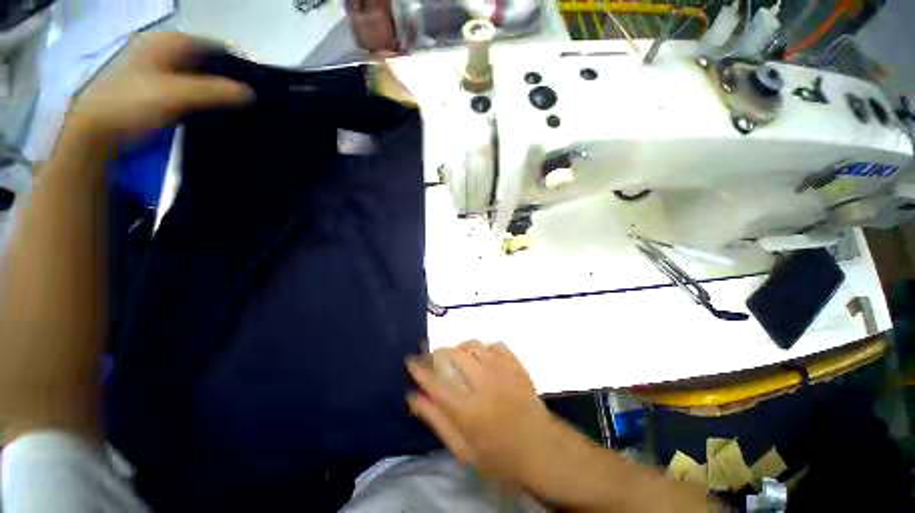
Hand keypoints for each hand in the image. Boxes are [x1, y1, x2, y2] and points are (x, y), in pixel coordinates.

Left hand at [68, 32, 251, 144]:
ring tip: (235, 109)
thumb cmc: (133, 104)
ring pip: (197, 77)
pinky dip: (202, 100)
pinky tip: (212, 113)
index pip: (213, 46)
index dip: (235, 63)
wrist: (97, 129)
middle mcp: (163, 52)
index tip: (255, 85)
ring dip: (215, 92)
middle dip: (226, 79)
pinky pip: (187, 91)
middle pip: (206, 62)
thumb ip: (215, 91)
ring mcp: (157, 71)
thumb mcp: (177, 95)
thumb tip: (250, 93)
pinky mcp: (155, 91)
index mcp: (168, 43)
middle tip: (248, 100)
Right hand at [407, 341, 554, 486]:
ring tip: (458, 358)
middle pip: (454, 355)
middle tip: (434, 360)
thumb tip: (413, 398)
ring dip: (460, 349)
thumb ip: (437, 421)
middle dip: (438, 353)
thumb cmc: (500, 457)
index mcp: (468, 409)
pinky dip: (484, 348)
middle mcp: (484, 382)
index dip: (419, 369)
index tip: (410, 361)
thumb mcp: (463, 450)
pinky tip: (483, 358)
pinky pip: (495, 345)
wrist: (542, 449)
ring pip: (473, 345)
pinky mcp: (516, 365)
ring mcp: (502, 370)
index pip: (435, 383)